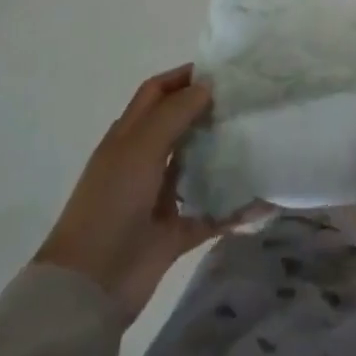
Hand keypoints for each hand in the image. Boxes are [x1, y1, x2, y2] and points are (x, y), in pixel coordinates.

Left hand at [34, 65, 257, 324]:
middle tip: (251, 101)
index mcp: (129, 138)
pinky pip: (214, 212)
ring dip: (225, 154)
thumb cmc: (111, 204)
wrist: (90, 285)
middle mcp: (144, 162)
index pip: (156, 93)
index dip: (183, 77)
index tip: (223, 70)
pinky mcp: (177, 231)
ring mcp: (160, 198)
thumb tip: (208, 85)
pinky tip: (265, 196)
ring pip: (199, 166)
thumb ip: (174, 113)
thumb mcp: (140, 148)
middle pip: (181, 126)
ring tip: (262, 138)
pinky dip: (237, 207)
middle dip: (211, 110)